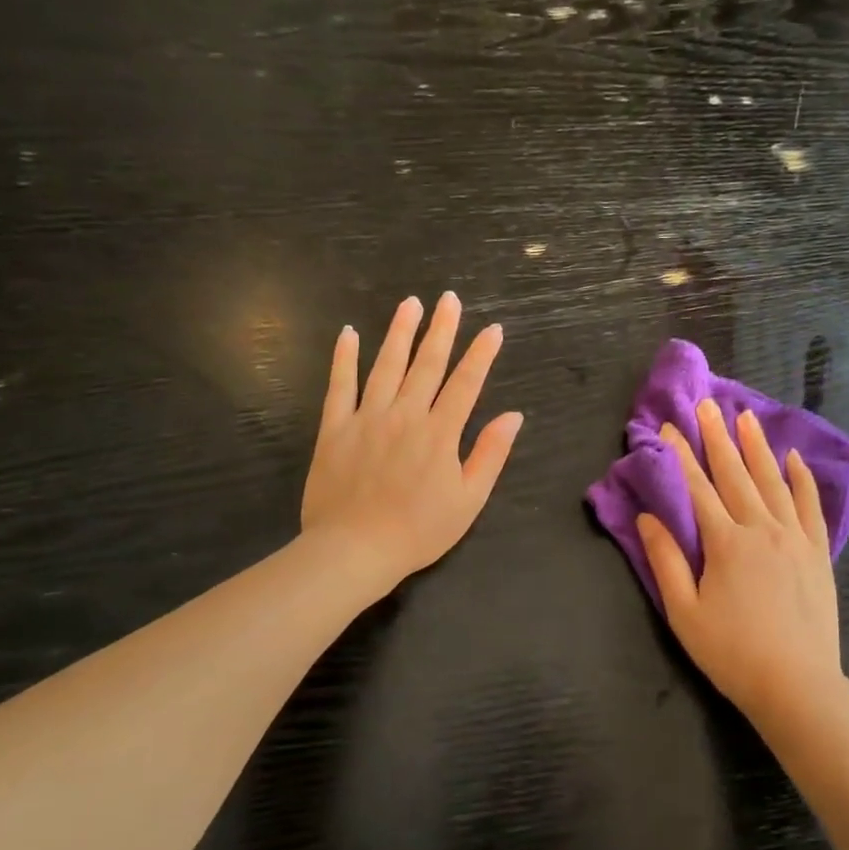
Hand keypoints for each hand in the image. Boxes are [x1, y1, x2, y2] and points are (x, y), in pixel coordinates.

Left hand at [301, 293, 522, 598]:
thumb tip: (513, 416)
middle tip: (449, 299)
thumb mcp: (469, 500)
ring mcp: (367, 417)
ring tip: (410, 303)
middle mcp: (405, 415)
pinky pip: (339, 385)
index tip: (493, 329)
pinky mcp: (335, 428)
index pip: (466, 383)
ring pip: (386, 365)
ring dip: (399, 332)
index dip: (481, 354)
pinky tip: (348, 333)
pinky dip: (344, 358)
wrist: (355, 550)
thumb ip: (490, 454)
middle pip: (427, 364)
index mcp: (440, 433)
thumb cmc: (419, 530)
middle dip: (442, 329)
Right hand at [636, 400, 844, 722]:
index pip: (697, 489)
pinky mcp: (817, 552)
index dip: (680, 457)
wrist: (797, 685)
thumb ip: (665, 561)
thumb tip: (648, 517)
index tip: (667, 428)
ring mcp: (795, 538)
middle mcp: (761, 529)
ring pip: (772, 481)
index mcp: (725, 543)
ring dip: (756, 447)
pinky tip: (793, 458)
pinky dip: (801, 479)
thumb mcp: (684, 612)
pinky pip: (809, 505)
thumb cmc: (732, 653)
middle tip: (706, 405)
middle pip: (735, 474)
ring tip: (745, 416)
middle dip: (717, 438)